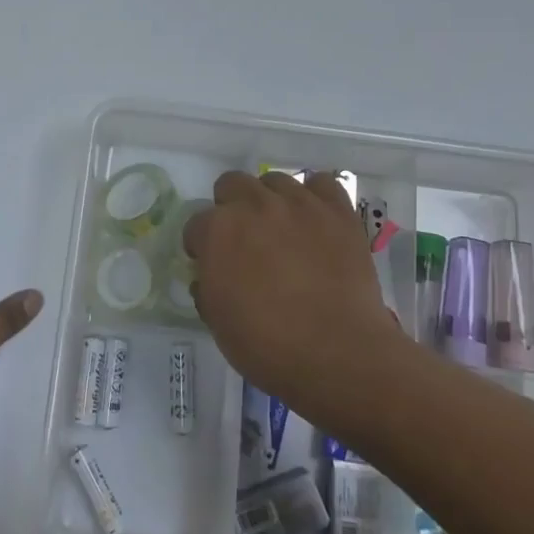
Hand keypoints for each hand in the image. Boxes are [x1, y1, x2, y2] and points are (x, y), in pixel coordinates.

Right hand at [184, 171, 394, 419]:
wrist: (337, 353)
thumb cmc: (267, 345)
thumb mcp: (217, 322)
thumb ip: (207, 287)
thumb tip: (210, 275)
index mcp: (218, 230)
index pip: (196, 224)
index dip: (200, 245)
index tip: (209, 263)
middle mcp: (254, 204)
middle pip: (232, 184)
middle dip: (231, 208)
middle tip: (244, 240)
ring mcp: (298, 203)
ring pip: (274, 180)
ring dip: (270, 200)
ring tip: (282, 229)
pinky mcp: (337, 211)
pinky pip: (322, 184)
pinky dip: (315, 197)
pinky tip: (315, 219)